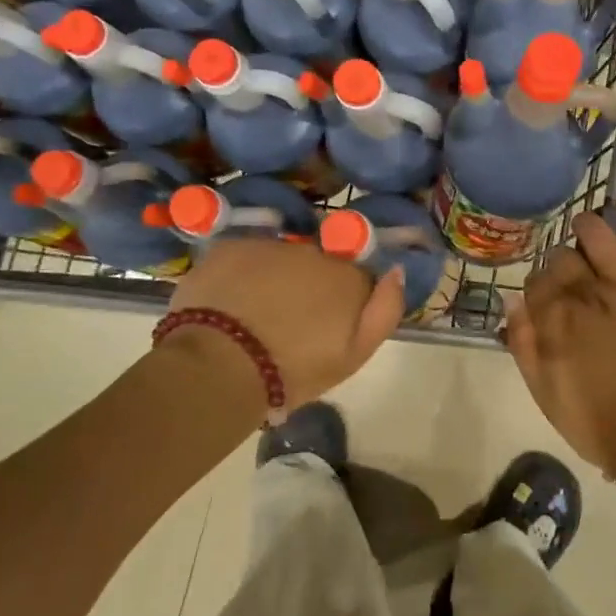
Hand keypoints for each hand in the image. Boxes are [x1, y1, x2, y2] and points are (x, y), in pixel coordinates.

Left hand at [166, 237, 405, 415]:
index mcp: (348, 277)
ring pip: (281, 258)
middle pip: (318, 263)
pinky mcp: (232, 245)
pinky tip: (229, 302)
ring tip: (254, 314)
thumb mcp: (355, 355)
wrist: (219, 366)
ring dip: (275, 277)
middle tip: (288, 323)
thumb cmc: (293, 370)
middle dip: (308, 286)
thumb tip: (396, 271)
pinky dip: (241, 273)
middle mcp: (314, 250)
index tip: (326, 327)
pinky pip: (245, 255)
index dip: (342, 300)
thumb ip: (386, 310)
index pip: (356, 277)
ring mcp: (271, 245)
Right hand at [504, 212, 615, 475]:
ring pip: (604, 240)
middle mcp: (591, 294)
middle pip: (564, 258)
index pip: (536, 281)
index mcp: (556, 318)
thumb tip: (513, 301)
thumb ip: (523, 344)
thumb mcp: (544, 392)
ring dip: (592, 232)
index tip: (544, 300)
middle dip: (560, 265)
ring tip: (589, 231)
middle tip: (569, 281)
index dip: (538, 288)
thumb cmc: (595, 425)